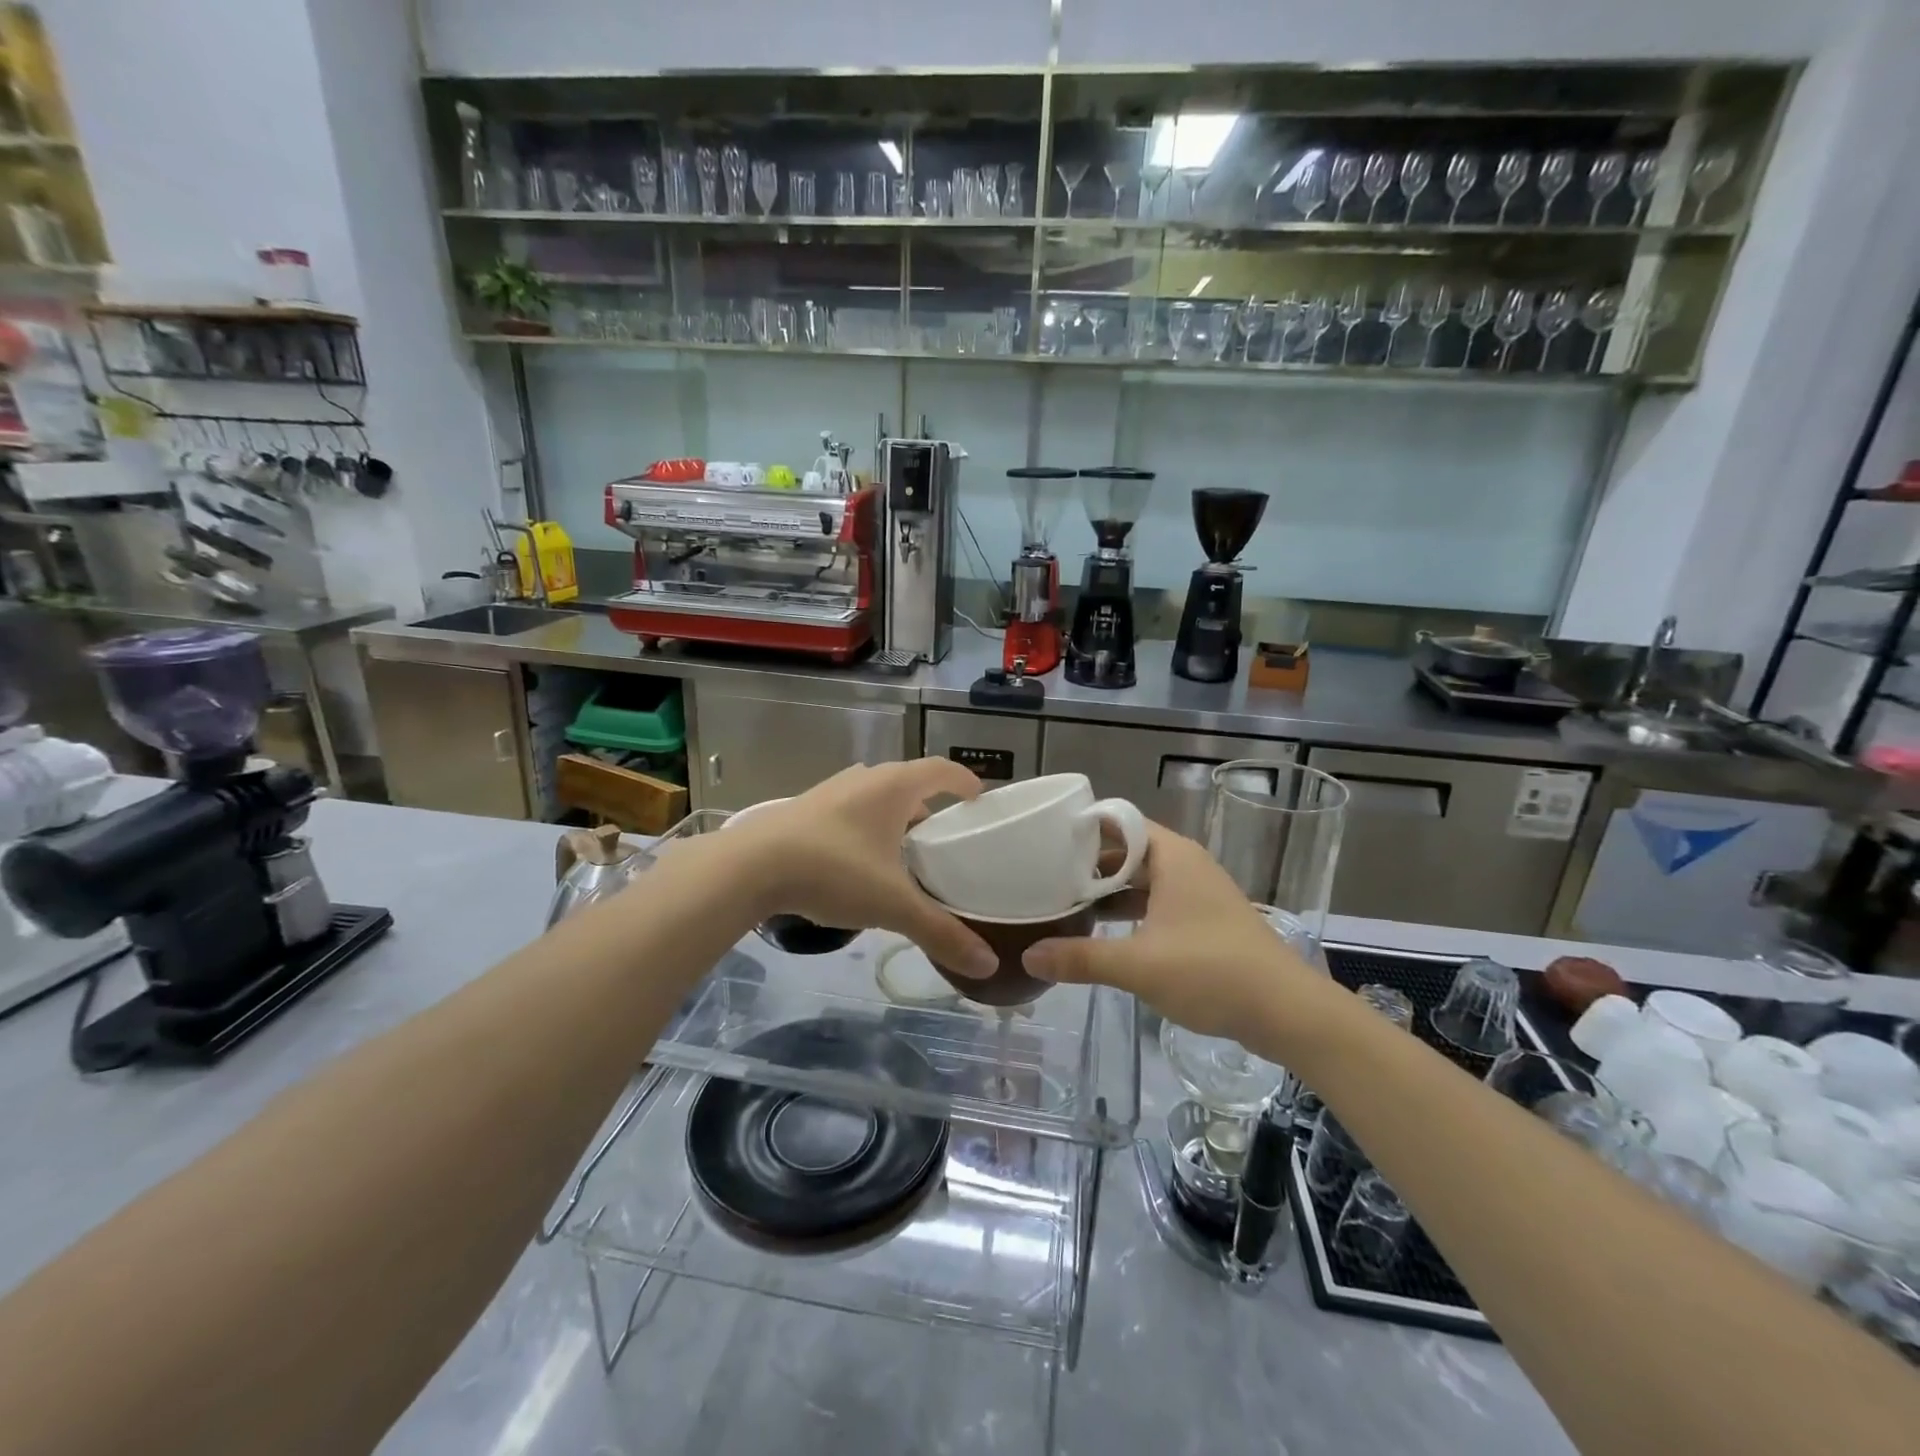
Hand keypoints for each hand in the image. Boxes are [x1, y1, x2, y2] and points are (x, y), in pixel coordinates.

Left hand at [722, 760, 998, 978]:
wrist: (749, 866)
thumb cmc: (833, 870)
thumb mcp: (892, 904)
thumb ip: (940, 932)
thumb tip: (987, 965)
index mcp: (893, 787)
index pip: (941, 769)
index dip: (963, 781)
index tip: (978, 799)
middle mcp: (864, 779)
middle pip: (908, 782)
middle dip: (929, 806)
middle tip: (943, 838)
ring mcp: (830, 791)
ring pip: (875, 797)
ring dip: (894, 816)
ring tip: (903, 852)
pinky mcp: (804, 809)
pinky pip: (848, 810)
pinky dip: (864, 827)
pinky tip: (858, 862)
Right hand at [1022, 822, 1332, 1042]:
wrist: (1287, 1011)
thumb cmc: (1211, 971)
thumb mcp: (1138, 965)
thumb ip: (1080, 958)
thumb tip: (1028, 955)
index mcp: (1171, 856)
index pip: (1117, 822)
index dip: (1081, 829)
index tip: (1044, 842)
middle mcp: (1185, 865)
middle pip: (1126, 851)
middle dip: (1087, 864)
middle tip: (1043, 877)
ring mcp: (1198, 893)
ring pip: (1141, 880)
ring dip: (1107, 891)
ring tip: (1064, 905)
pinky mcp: (1205, 921)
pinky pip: (1156, 903)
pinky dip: (1129, 911)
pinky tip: (1103, 933)